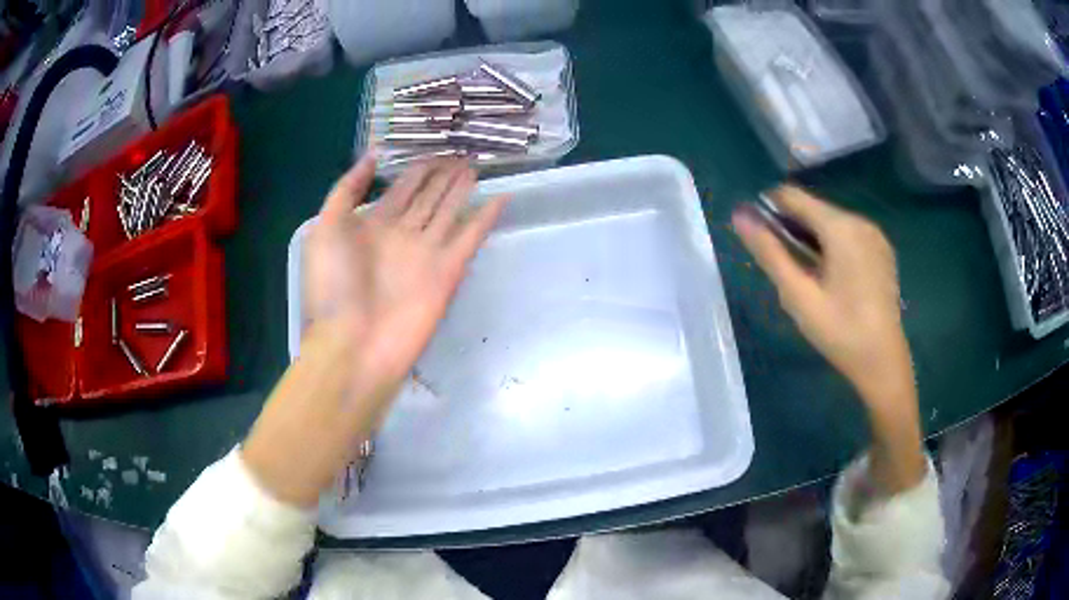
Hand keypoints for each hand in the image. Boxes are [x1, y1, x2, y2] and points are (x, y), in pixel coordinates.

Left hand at [243, 156, 506, 506]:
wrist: (353, 346)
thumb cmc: (332, 287)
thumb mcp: (325, 229)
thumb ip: (347, 189)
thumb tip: (372, 155)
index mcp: (371, 226)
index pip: (399, 189)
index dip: (415, 168)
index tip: (433, 148)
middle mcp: (401, 236)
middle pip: (427, 197)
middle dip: (443, 175)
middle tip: (463, 153)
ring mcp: (426, 254)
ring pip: (449, 212)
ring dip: (462, 190)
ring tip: (477, 167)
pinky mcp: (448, 272)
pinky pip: (470, 238)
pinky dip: (485, 218)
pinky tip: (500, 198)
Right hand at [732, 186, 909, 412]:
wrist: (883, 362)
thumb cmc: (839, 331)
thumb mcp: (798, 295)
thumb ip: (769, 252)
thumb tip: (739, 215)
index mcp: (840, 227)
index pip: (793, 196)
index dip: (769, 208)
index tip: (759, 237)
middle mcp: (859, 221)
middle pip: (813, 209)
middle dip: (792, 228)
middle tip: (785, 268)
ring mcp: (875, 235)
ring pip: (831, 222)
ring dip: (811, 238)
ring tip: (806, 277)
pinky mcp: (882, 250)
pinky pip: (849, 235)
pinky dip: (832, 246)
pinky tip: (831, 279)